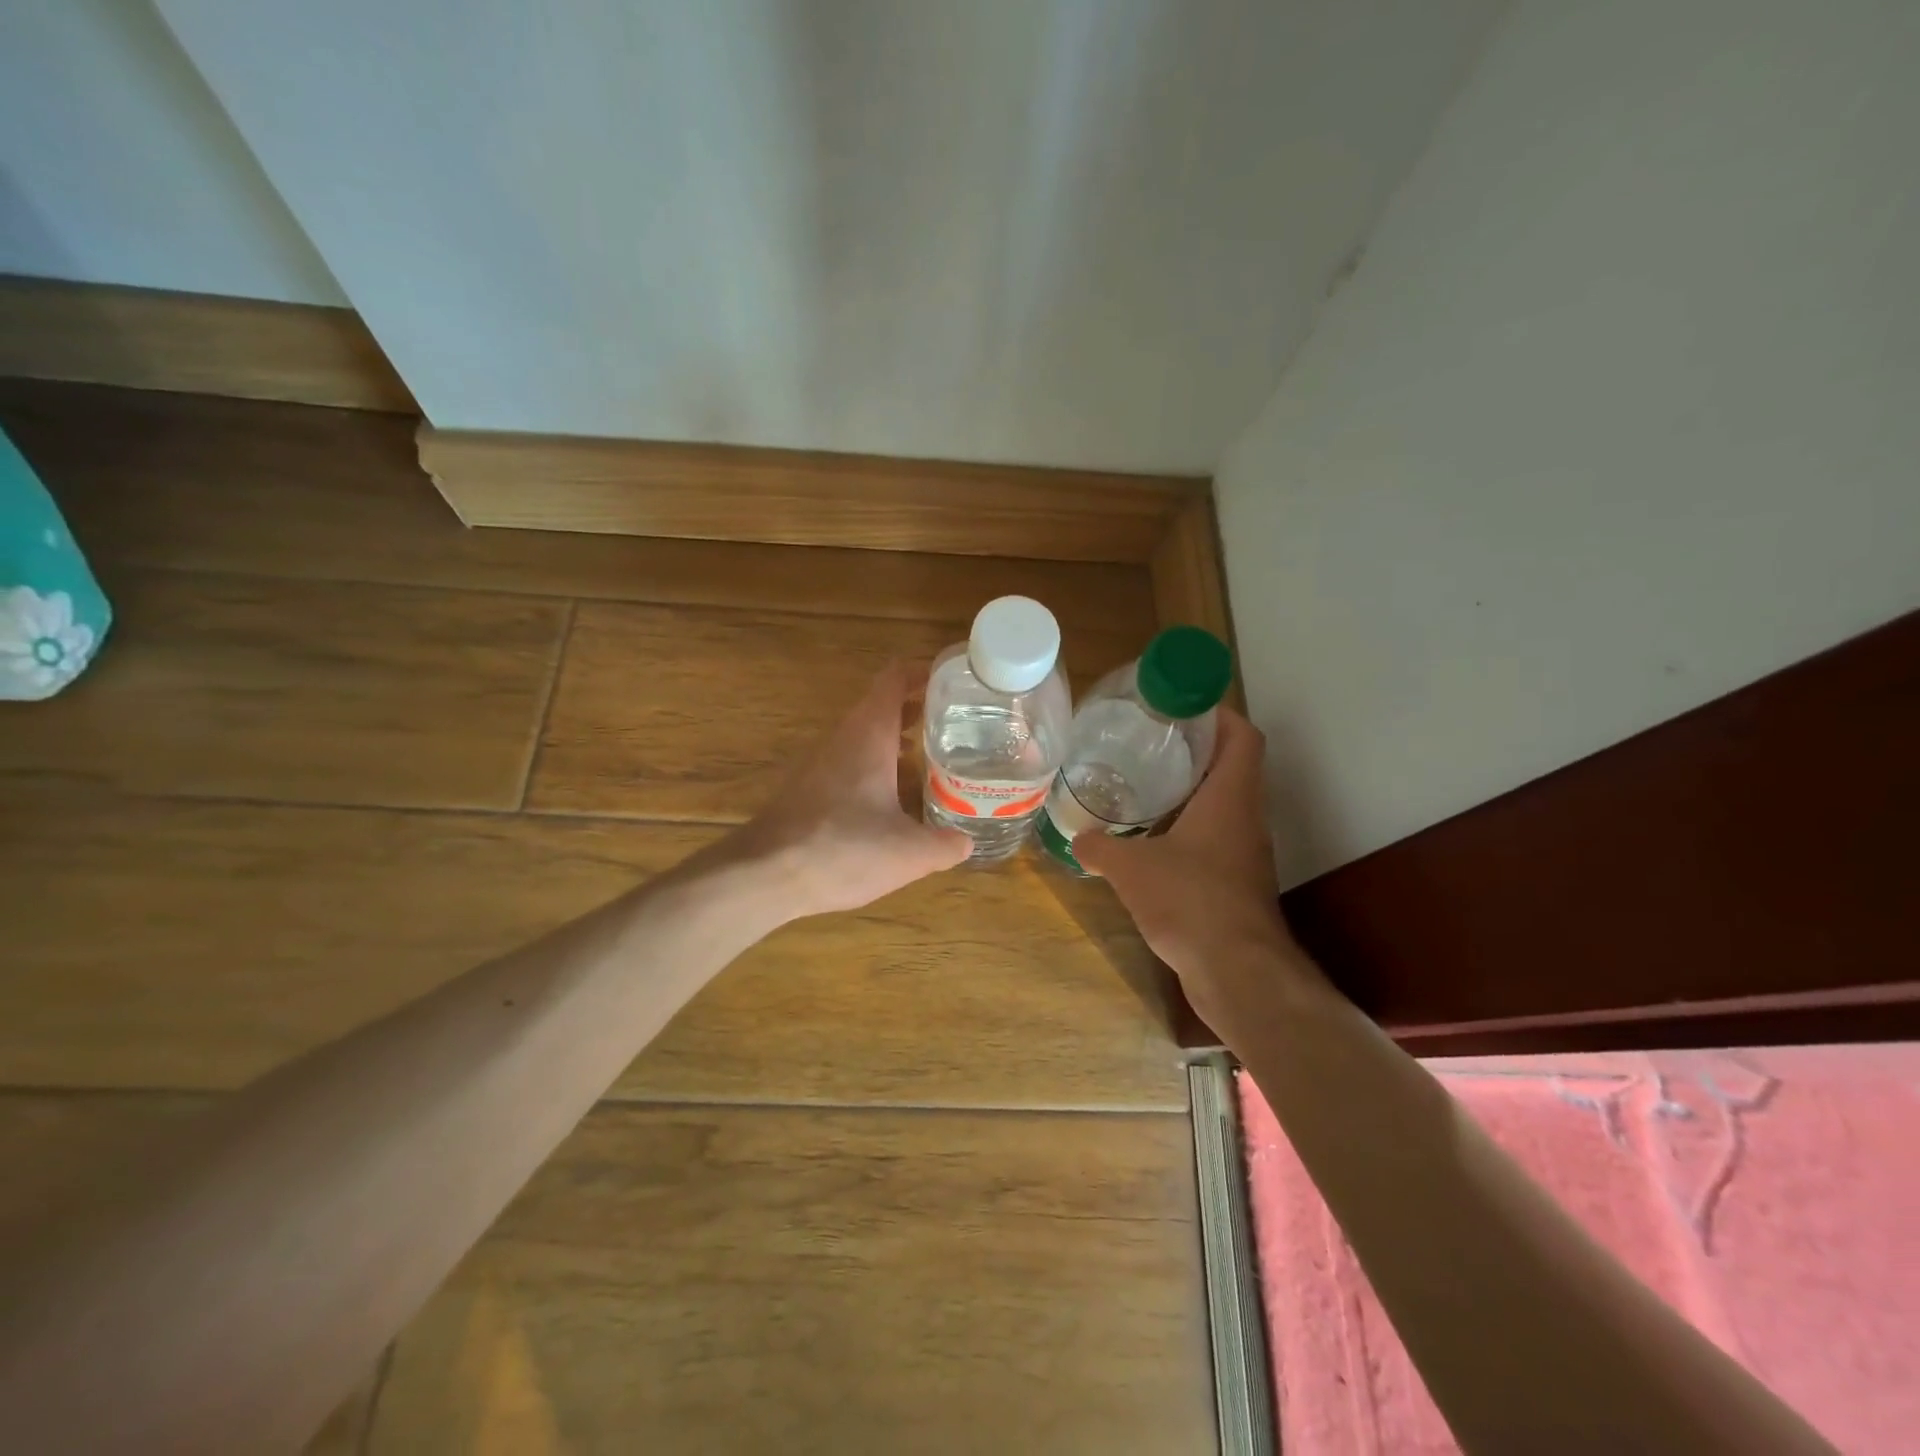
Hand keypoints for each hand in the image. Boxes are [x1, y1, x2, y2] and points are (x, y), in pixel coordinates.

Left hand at [731, 663, 970, 919]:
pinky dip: (877, 765)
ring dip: (898, 738)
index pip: (894, 677)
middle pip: (882, 705)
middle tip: (957, 724)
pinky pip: (850, 761)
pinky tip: (894, 798)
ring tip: (934, 758)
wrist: (764, 875)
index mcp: (869, 734)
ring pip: (865, 734)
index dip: (924, 672)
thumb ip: (945, 844)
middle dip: (919, 709)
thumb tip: (967, 842)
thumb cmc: (842, 849)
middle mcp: (843, 737)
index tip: (955, 681)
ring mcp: (821, 761)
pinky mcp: (809, 787)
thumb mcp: (909, 853)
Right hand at [1071, 709, 1303, 1021]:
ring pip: (1223, 805)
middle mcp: (1246, 818)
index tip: (1181, 706)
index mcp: (1231, 797)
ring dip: (1191, 792)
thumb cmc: (1191, 901)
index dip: (1218, 714)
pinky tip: (1152, 841)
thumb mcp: (1132, 868)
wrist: (1237, 973)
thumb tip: (1078, 839)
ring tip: (1144, 786)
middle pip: (1231, 767)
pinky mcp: (1236, 883)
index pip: (1242, 736)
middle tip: (1148, 742)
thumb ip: (1101, 847)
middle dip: (1194, 750)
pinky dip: (1188, 830)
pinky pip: (1214, 840)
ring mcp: (1245, 853)